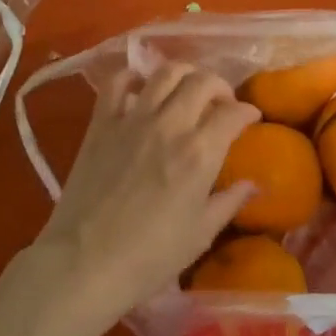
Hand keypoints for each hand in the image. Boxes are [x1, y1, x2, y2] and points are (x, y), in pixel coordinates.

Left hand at [30, 62, 259, 335]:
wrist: (83, 263)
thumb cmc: (148, 257)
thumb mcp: (200, 234)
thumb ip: (229, 202)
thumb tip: (252, 184)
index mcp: (200, 153)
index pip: (233, 113)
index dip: (248, 111)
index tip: (251, 118)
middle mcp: (170, 124)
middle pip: (203, 81)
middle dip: (220, 86)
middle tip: (222, 103)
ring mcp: (133, 118)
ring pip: (165, 72)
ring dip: (184, 74)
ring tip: (187, 89)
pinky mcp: (102, 122)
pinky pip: (117, 82)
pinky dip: (133, 77)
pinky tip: (141, 88)